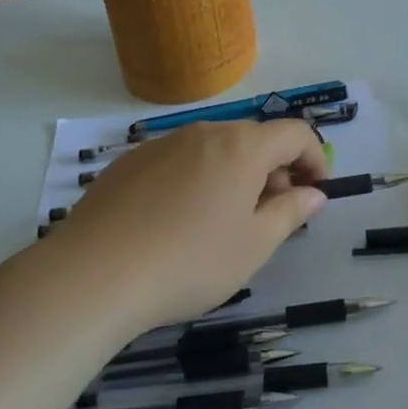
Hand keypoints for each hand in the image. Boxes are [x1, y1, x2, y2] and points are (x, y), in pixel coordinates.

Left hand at [35, 119, 328, 329]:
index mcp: (241, 147)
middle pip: (253, 139)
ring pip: (214, 149)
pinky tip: (177, 221)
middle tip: (272, 214)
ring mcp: (161, 144)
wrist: (92, 276)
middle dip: (274, 170)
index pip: (295, 133)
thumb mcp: (254, 245)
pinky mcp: (128, 163)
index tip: (316, 192)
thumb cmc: (190, 261)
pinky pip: (178, 161)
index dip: (315, 158)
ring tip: (223, 221)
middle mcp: (203, 132)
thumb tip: (313, 194)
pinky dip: (195, 179)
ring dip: (234, 174)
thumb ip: (291, 212)